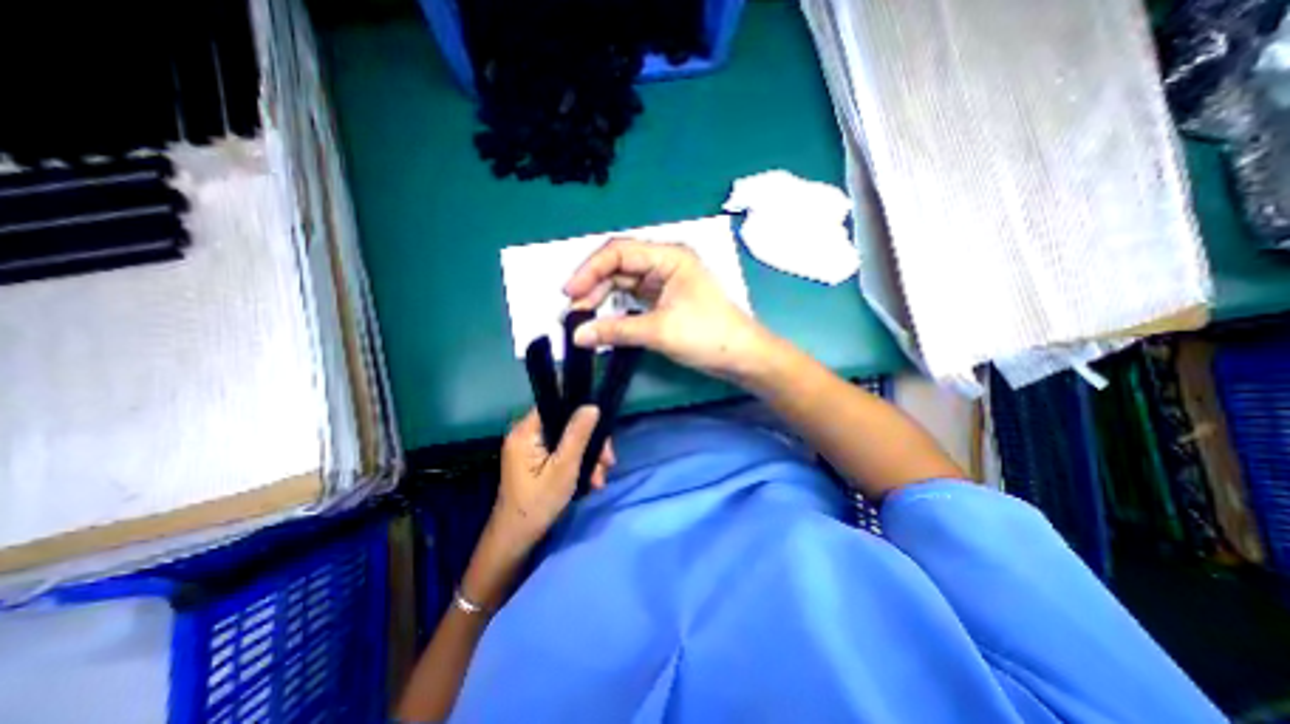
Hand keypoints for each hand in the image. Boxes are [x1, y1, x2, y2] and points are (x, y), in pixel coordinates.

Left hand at [492, 407, 616, 547]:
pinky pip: (562, 452)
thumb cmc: (538, 503)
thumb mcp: (564, 468)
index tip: (601, 431)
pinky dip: (578, 463)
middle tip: (607, 464)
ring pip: (568, 439)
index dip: (581, 413)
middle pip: (566, 424)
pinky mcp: (536, 460)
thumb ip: (578, 435)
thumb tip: (591, 406)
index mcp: (525, 432)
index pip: (556, 405)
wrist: (516, 540)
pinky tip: (591, 480)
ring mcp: (530, 448)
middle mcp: (525, 434)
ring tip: (599, 480)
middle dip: (590, 444)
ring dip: (588, 457)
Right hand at [562, 237, 763, 383]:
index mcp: (669, 257)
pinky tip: (602, 321)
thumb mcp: (659, 331)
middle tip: (572, 313)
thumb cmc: (707, 335)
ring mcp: (664, 282)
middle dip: (593, 288)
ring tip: (582, 319)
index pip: (619, 252)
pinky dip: (616, 310)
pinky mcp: (664, 301)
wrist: (741, 356)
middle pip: (618, 267)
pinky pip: (632, 299)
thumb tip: (576, 336)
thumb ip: (616, 330)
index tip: (570, 294)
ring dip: (602, 299)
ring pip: (623, 284)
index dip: (589, 270)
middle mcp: (665, 263)